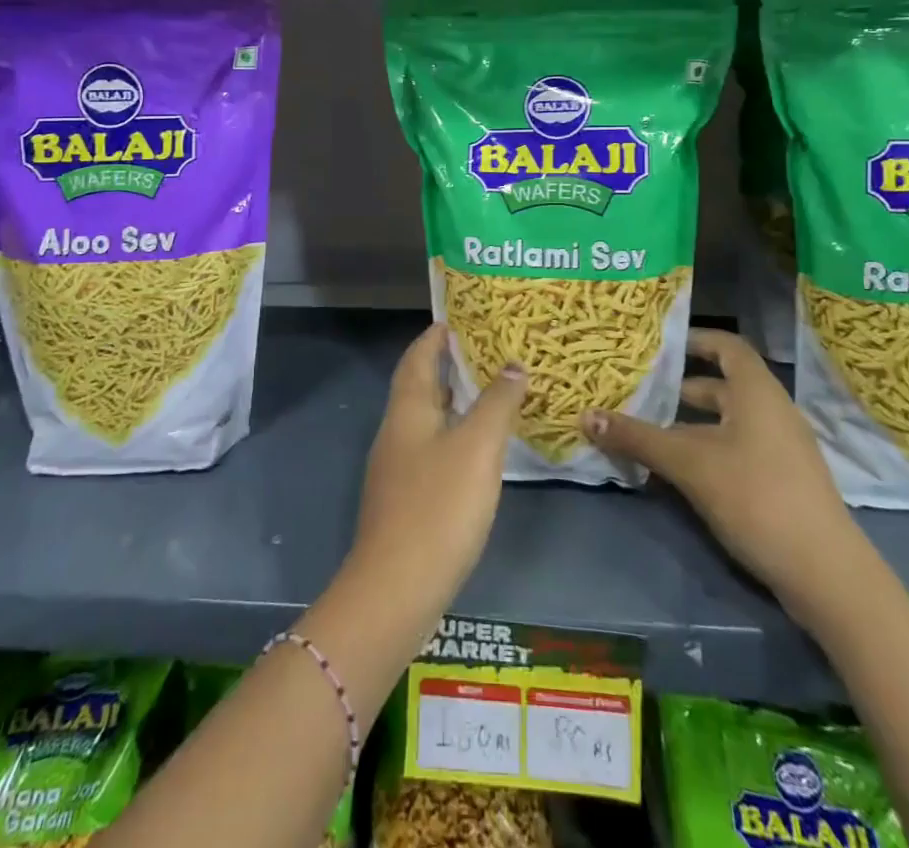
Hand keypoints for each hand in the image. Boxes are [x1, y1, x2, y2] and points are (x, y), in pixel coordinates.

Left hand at [346, 323, 526, 620]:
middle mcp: (397, 431)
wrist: (396, 590)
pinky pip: (432, 450)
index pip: (418, 357)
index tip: (460, 318)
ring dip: (455, 402)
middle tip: (489, 353)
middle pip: (420, 386)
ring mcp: (398, 468)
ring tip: (493, 394)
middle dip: (450, 366)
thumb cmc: (438, 507)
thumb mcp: (477, 447)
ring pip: (428, 420)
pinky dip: (455, 436)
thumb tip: (513, 364)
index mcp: (408, 410)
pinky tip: (480, 451)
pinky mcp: (406, 500)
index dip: (436, 335)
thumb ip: (497, 403)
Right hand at [580, 328, 865, 616]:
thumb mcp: (689, 464)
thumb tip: (585, 415)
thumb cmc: (756, 497)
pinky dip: (707, 450)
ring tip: (649, 433)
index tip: (658, 345)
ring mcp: (782, 449)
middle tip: (639, 393)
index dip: (694, 340)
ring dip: (690, 425)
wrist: (826, 575)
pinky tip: (679, 472)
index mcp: (757, 392)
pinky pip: (738, 449)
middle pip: (722, 386)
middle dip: (680, 390)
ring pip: (727, 422)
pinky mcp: (783, 482)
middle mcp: (772, 411)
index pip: (726, 346)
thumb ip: (638, 438)